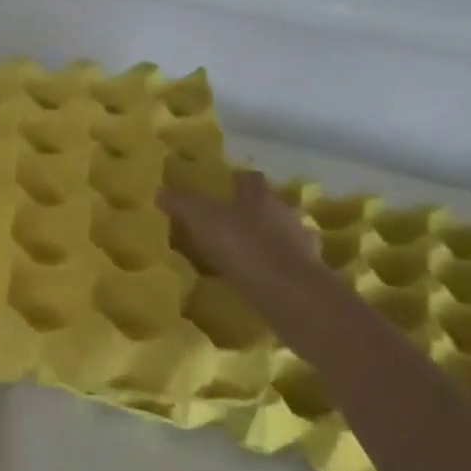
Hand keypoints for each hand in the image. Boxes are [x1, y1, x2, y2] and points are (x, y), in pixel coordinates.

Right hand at [160, 171, 324, 307]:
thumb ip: (182, 204)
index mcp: (260, 195)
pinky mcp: (310, 272)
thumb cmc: (244, 246)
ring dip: (267, 240)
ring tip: (243, 255)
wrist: (289, 292)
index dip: (235, 182)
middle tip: (227, 224)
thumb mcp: (202, 220)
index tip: (221, 190)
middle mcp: (284, 211)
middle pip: (268, 205)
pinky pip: (289, 263)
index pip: (249, 178)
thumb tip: (161, 191)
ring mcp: (301, 242)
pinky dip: (276, 268)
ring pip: (282, 233)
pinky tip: (261, 279)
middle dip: (251, 212)